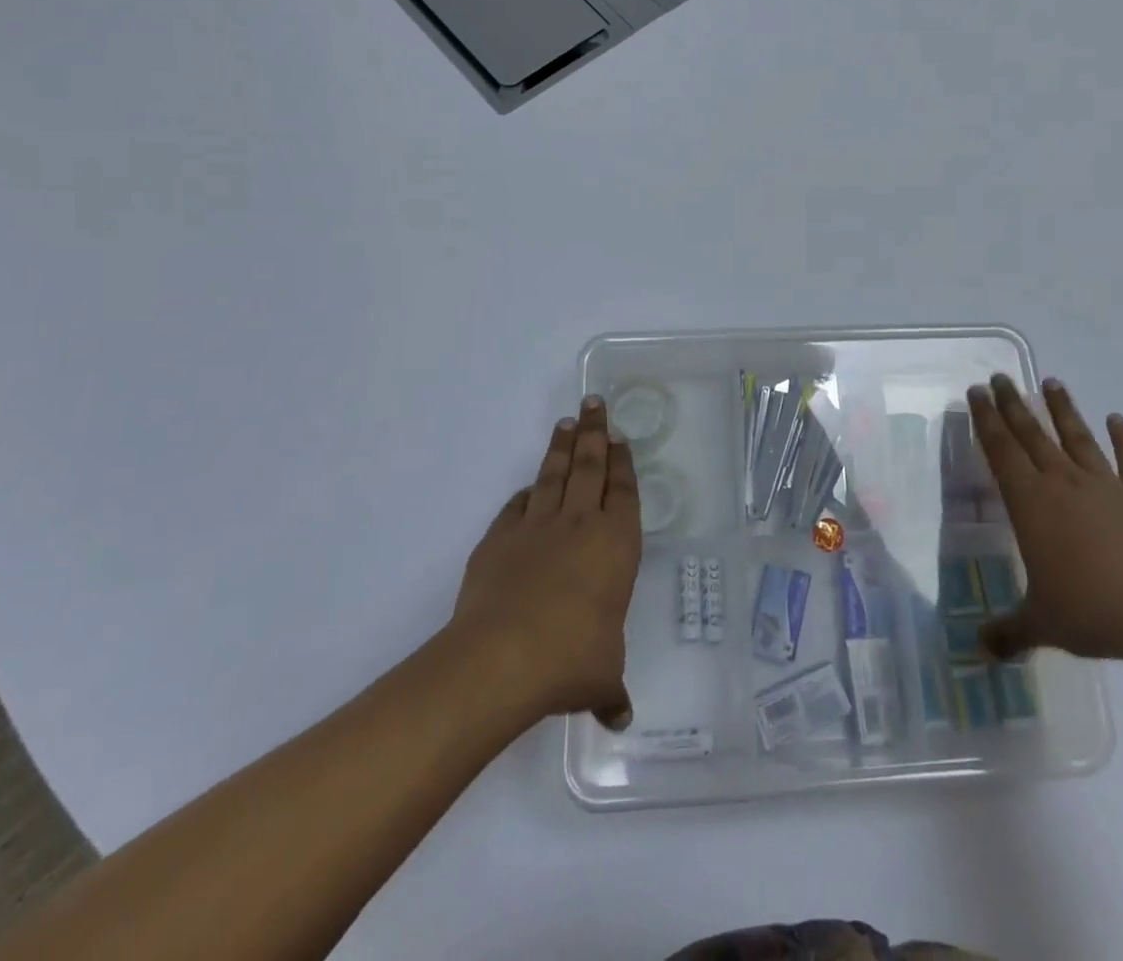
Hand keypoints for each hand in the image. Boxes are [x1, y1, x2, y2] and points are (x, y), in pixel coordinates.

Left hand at [452, 396, 641, 729]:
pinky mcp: (499, 539)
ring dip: (561, 447)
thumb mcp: (602, 676)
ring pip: (553, 474)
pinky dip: (526, 492)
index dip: (622, 462)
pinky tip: (529, 486)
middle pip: (589, 466)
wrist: (502, 657)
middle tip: (594, 403)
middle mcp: (579, 524)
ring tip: (566, 422)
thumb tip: (620, 717)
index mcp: (615, 543)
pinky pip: (517, 505)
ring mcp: (536, 527)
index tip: (620, 438)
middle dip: (594, 433)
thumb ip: (611, 689)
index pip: (623, 490)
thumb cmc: (571, 657)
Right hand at [967, 374, 1122, 667]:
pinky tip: (1118, 420)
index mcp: (1031, 503)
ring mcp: (1107, 487)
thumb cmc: (1095, 611)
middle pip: (1032, 434)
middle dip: (1013, 405)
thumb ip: (1008, 633)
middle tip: (1000, 378)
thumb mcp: (1042, 624)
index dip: (986, 420)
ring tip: (1052, 382)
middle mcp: (1064, 484)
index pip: (1000, 450)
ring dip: (1063, 410)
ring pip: (1078, 438)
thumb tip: (978, 651)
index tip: (976, 392)